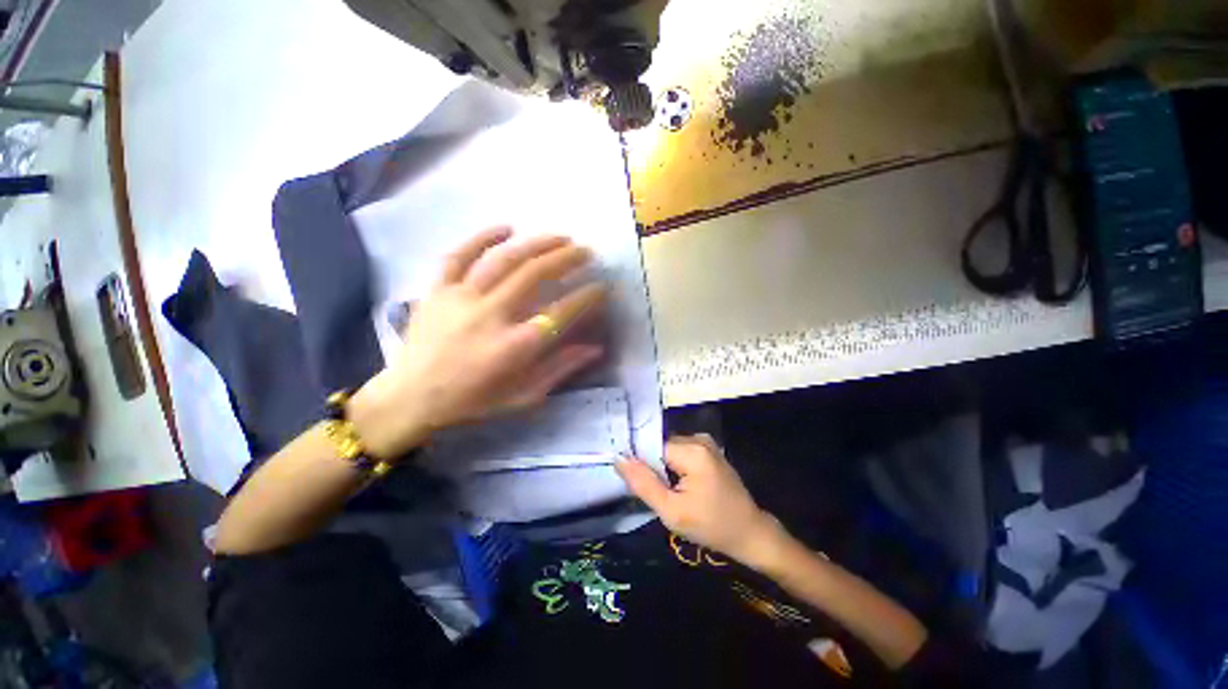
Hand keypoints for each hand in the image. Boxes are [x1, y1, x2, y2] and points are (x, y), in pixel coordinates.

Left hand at [350, 227, 607, 458]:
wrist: (410, 399)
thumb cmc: (472, 402)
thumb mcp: (522, 397)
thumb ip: (559, 369)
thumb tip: (595, 348)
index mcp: (514, 347)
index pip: (560, 313)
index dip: (586, 297)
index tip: (602, 287)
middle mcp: (490, 316)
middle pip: (535, 275)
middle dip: (567, 258)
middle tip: (586, 251)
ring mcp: (460, 298)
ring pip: (503, 259)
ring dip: (536, 243)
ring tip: (560, 236)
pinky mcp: (437, 290)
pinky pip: (459, 255)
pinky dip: (482, 237)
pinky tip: (506, 227)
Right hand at [616, 434, 784, 567]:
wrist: (750, 533)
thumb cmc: (711, 526)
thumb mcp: (672, 512)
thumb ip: (643, 484)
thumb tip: (618, 459)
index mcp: (692, 450)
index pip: (651, 446)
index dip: (640, 463)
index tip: (635, 482)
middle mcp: (698, 438)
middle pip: (660, 446)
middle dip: (652, 467)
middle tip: (656, 493)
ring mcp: (705, 442)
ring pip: (668, 450)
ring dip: (663, 468)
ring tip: (669, 492)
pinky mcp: (708, 450)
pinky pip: (680, 452)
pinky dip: (674, 467)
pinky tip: (679, 487)